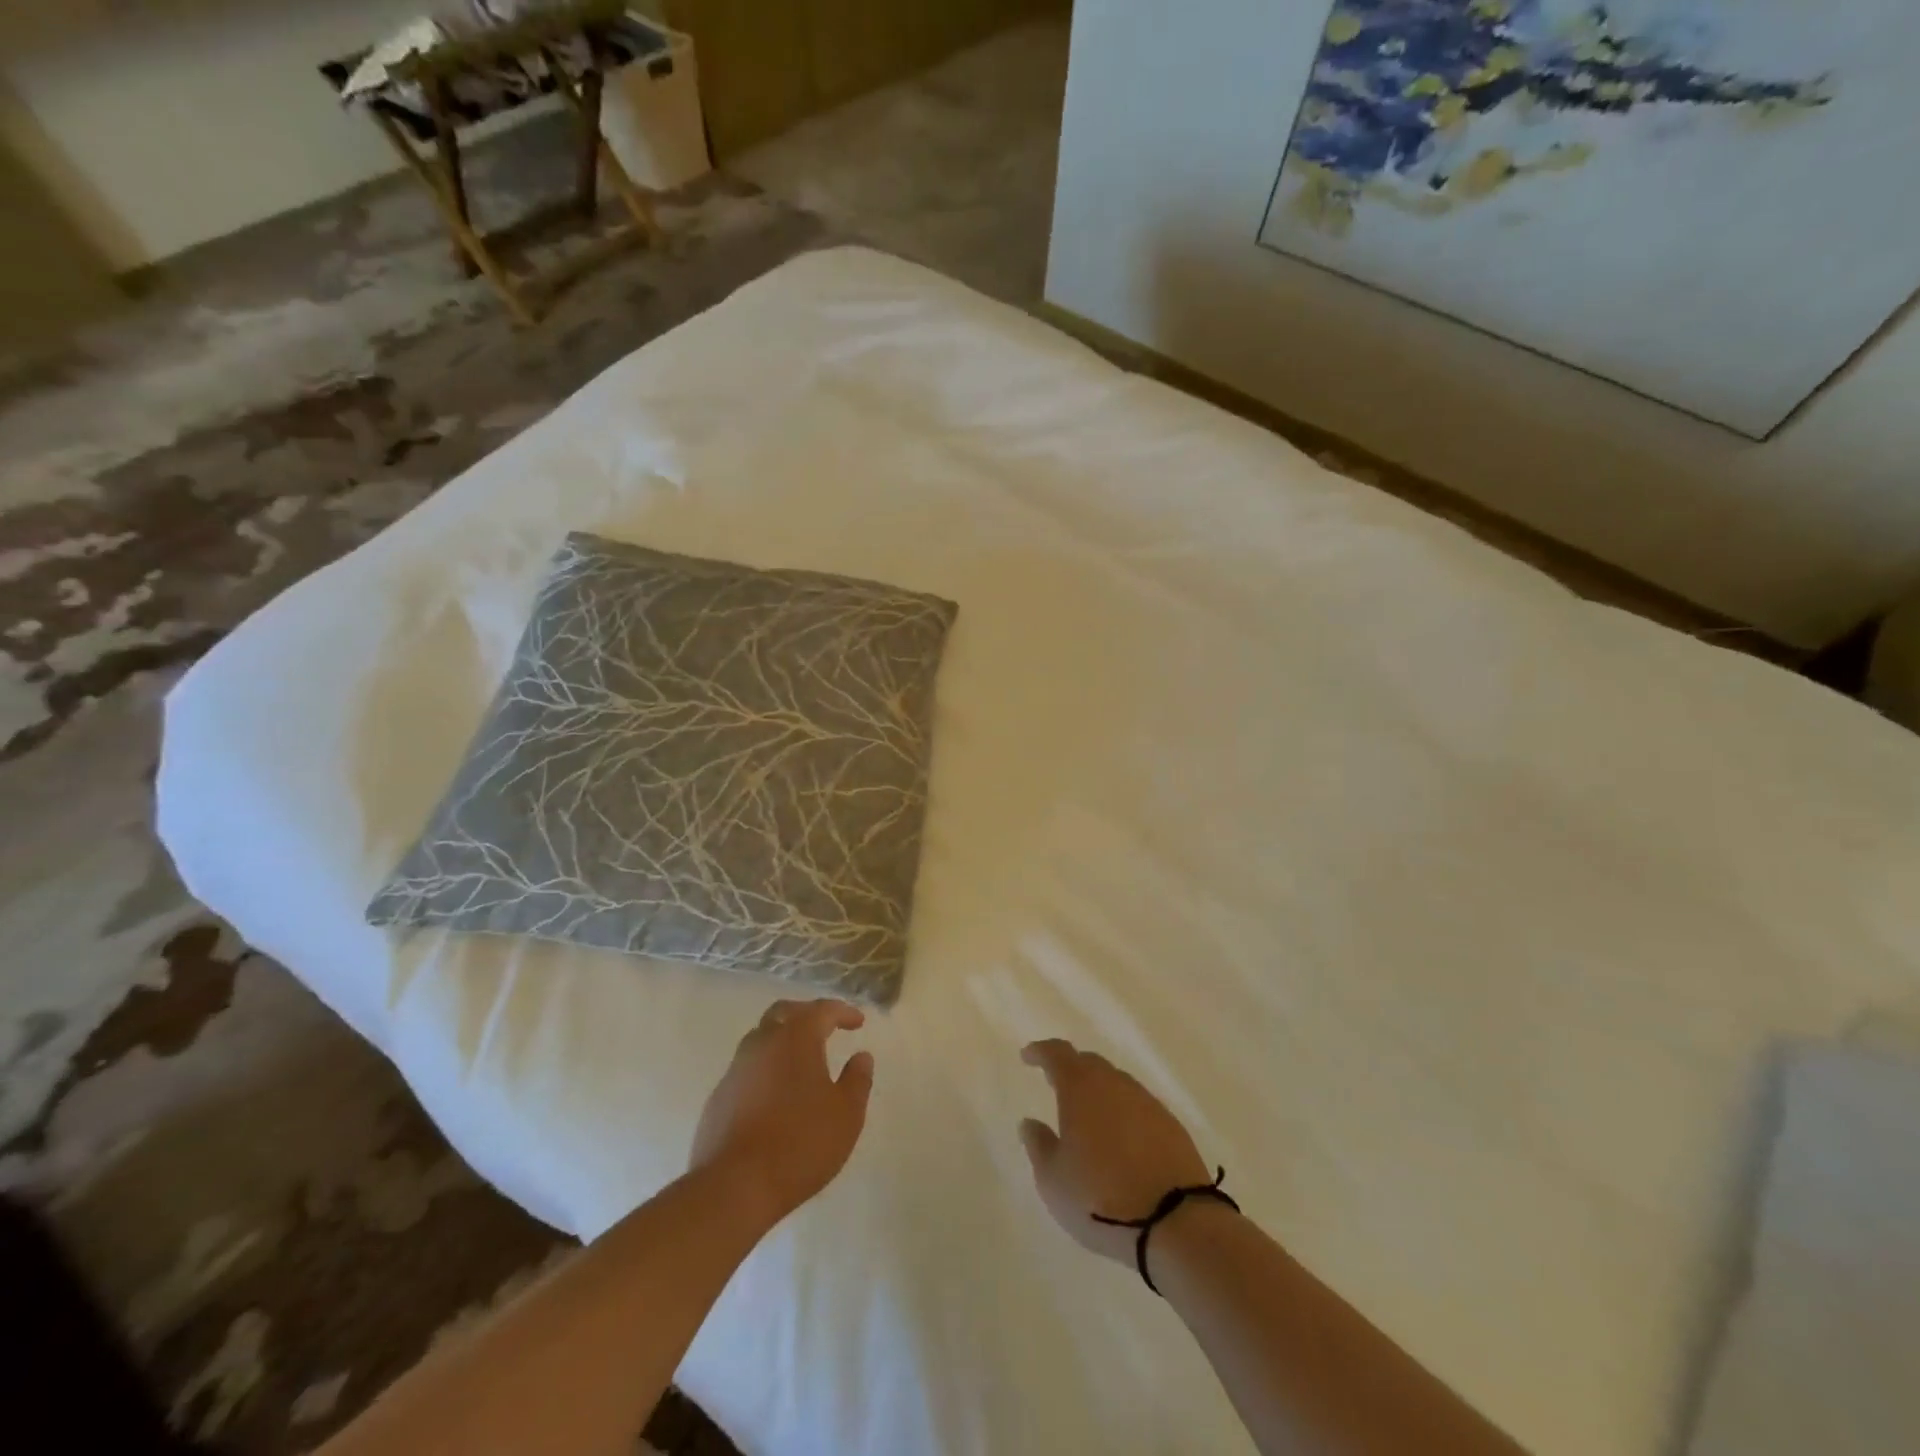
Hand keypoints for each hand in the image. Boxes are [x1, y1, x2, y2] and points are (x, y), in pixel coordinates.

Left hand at [689, 999, 874, 1228]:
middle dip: (807, 1015)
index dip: (843, 1012)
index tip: (858, 1023)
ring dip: (782, 1041)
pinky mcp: (718, 1097)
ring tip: (801, 1061)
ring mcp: (735, 1070)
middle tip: (825, 1028)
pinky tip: (776, 1094)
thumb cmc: (801, 1143)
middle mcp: (762, 1043)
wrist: (734, 1187)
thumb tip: (861, 1056)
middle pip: (784, 1013)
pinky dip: (766, 1069)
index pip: (822, 1010)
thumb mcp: (846, 1114)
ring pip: (761, 1039)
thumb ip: (857, 1080)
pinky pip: (747, 1069)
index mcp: (796, 1039)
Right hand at [1019, 1040, 1211, 1262]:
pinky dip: (1123, 1112)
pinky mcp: (1171, 1125)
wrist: (1175, 1222)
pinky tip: (1120, 1137)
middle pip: (1089, 1064)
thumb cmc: (1100, 1198)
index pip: (1057, 1054)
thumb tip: (1030, 1122)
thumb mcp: (1053, 1179)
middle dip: (1071, 1069)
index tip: (1028, 1056)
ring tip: (1088, 1115)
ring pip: (1116, 1084)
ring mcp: (1147, 1103)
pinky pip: (1138, 1106)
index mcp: (1081, 1088)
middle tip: (1056, 1084)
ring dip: (1099, 1091)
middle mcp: (1114, 1084)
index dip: (1040, 1052)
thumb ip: (1039, 1145)